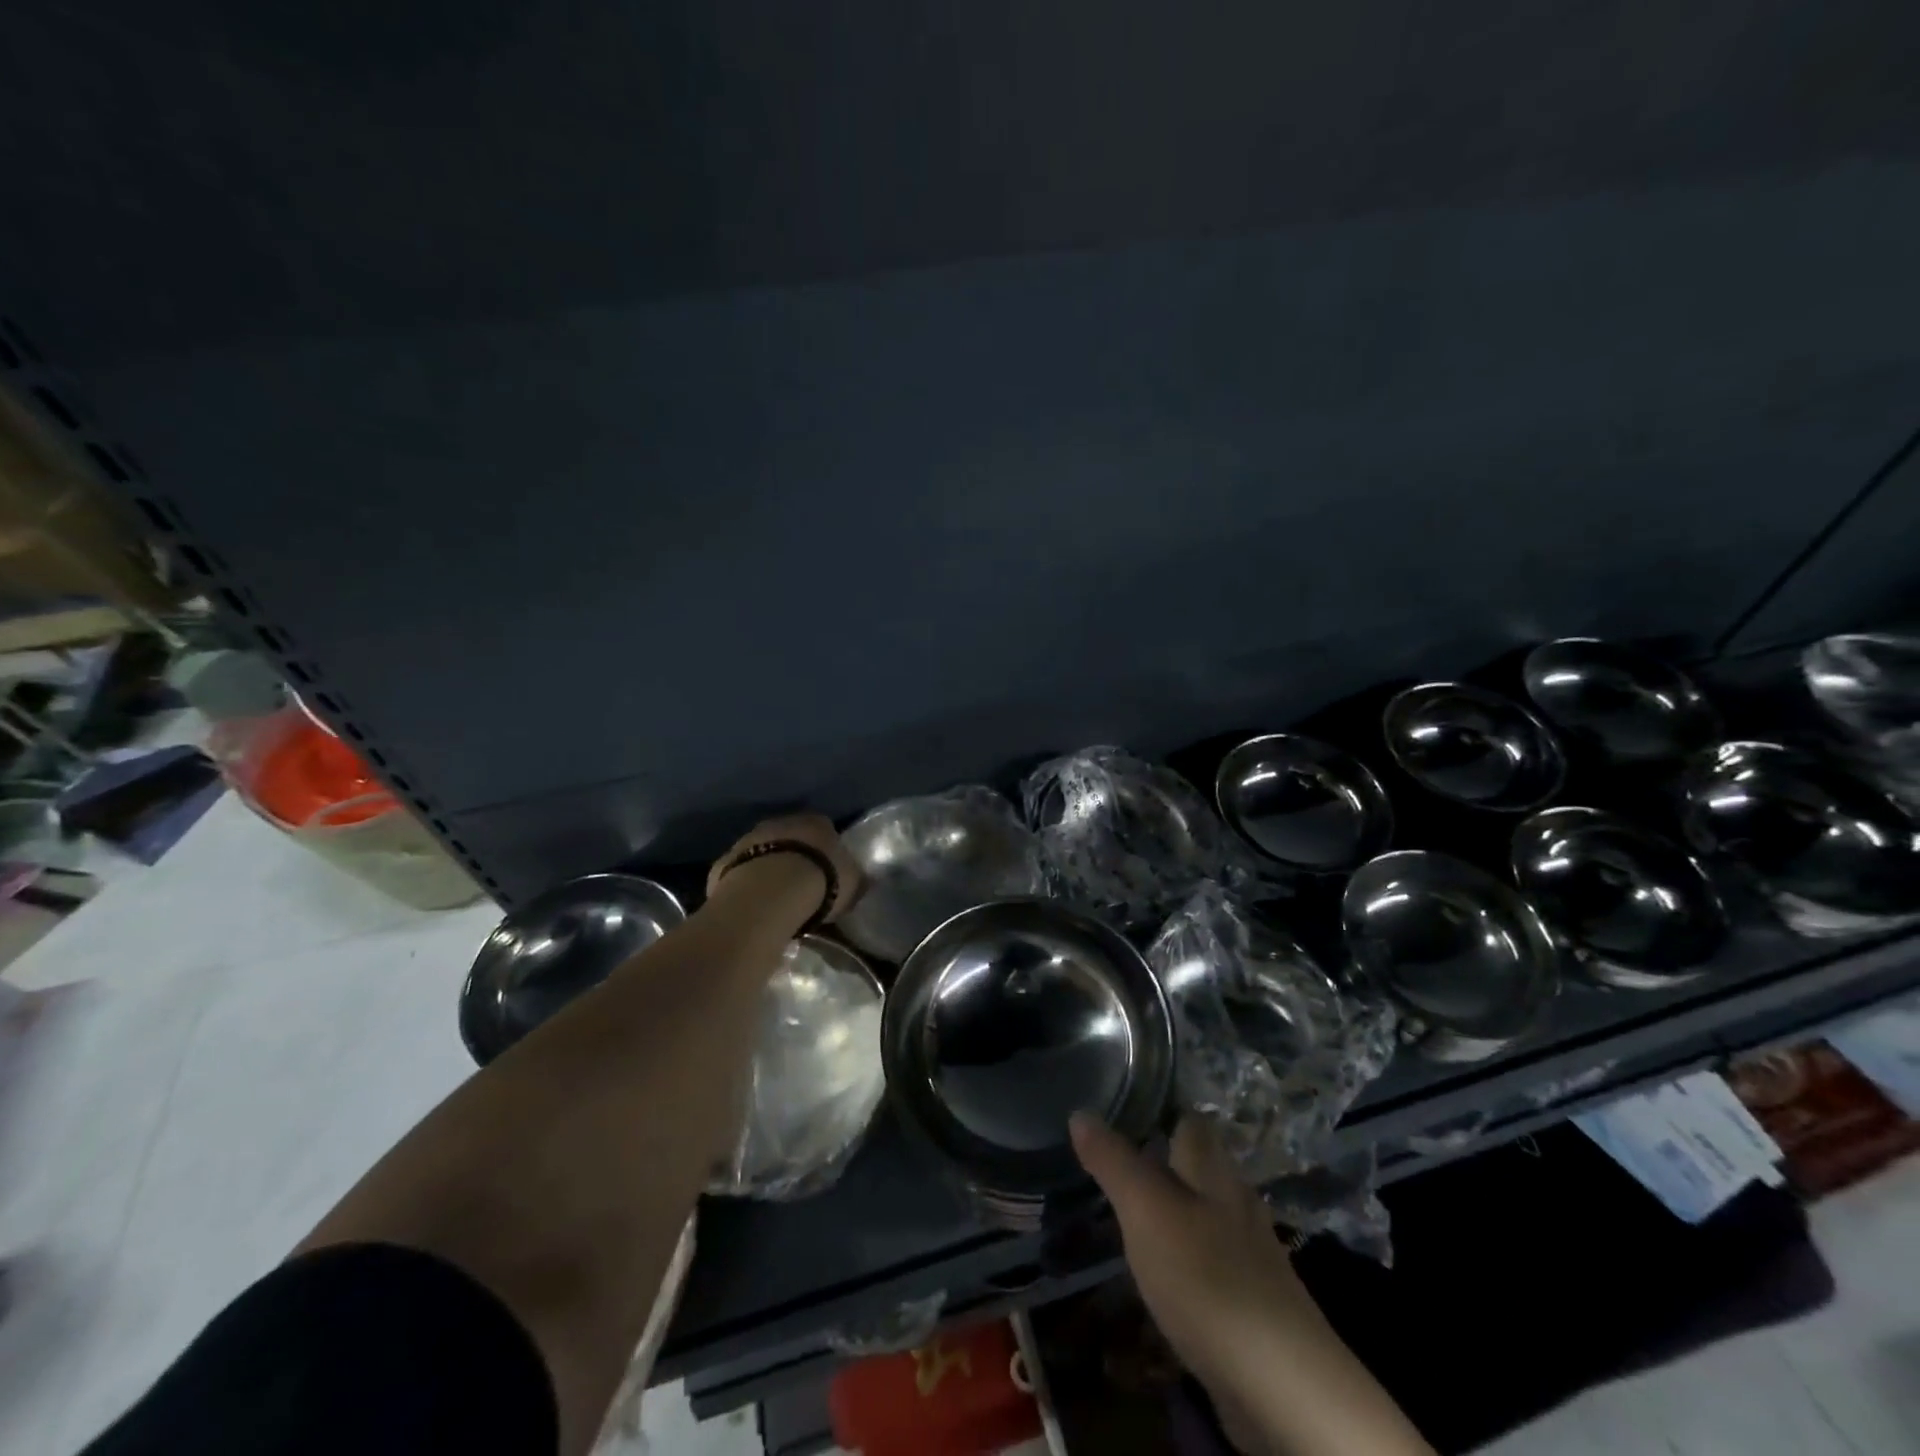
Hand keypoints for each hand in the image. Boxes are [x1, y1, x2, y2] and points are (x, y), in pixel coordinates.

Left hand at [705, 813, 863, 923]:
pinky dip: (745, 884)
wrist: (769, 893)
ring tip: (775, 898)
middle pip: (789, 837)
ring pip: (761, 851)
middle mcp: (781, 822)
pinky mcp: (724, 862)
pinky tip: (751, 905)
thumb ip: (855, 878)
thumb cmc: (821, 881)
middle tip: (801, 884)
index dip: (826, 850)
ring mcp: (748, 839)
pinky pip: (739, 873)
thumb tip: (861, 880)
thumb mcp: (853, 882)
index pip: (824, 829)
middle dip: (794, 856)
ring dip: (767, 868)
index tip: (828, 871)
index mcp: (816, 821)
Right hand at [1069, 1113, 1319, 1392]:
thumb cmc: (1206, 1276)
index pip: (1190, 1121)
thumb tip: (1081, 1112)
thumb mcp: (1145, 1210)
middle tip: (1120, 1164)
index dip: (1162, 1111)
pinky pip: (1216, 1263)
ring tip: (1136, 1217)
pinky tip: (1169, 1276)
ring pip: (1209, 1215)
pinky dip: (1191, 1260)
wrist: (1283, 1385)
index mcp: (1213, 1170)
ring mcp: (1252, 1254)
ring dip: (1178, 1212)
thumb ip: (1114, 1161)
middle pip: (1202, 1167)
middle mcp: (1238, 1201)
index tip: (1126, 1110)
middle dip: (1167, 1162)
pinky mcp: (1255, 1304)